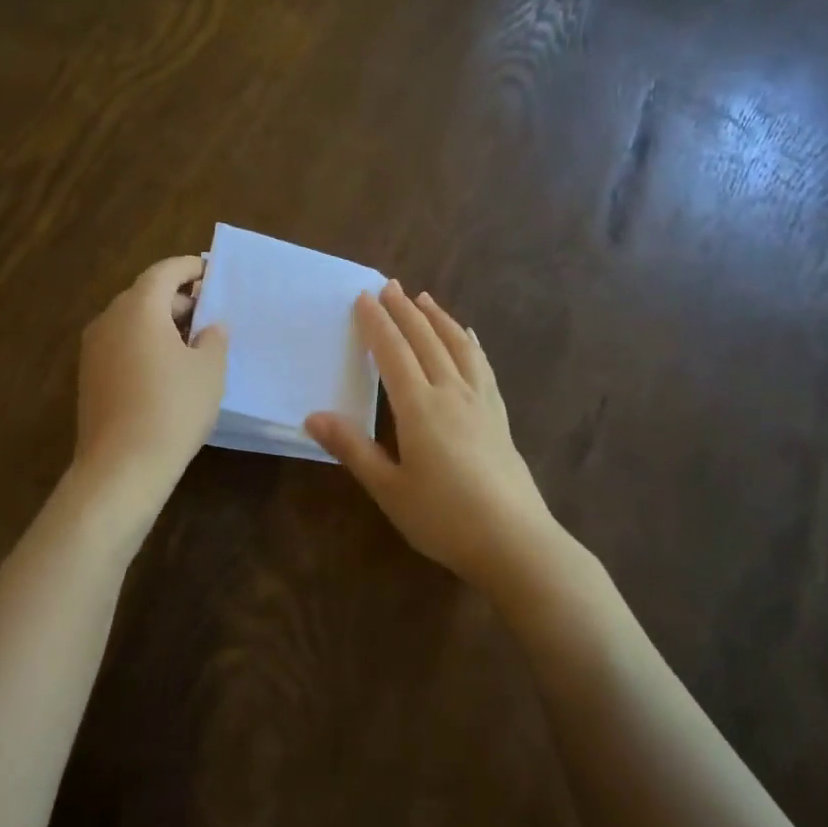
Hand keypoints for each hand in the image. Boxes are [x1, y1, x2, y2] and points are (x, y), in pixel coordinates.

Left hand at [74, 255, 227, 494]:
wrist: (122, 466)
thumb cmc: (173, 408)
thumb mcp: (209, 370)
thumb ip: (213, 339)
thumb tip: (209, 328)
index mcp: (138, 308)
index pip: (164, 272)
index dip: (189, 268)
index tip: (211, 273)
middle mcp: (109, 320)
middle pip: (145, 295)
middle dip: (178, 299)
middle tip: (209, 314)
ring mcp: (94, 350)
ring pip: (131, 322)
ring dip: (161, 324)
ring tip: (193, 343)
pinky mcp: (90, 377)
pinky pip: (121, 346)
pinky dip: (145, 345)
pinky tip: (168, 370)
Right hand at [305, 281, 559, 593]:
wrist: (514, 542)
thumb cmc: (443, 518)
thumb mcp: (388, 489)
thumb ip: (352, 448)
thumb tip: (312, 416)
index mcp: (419, 408)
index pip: (393, 353)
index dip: (376, 324)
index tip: (363, 297)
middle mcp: (451, 393)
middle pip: (426, 341)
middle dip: (404, 311)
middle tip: (389, 285)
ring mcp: (481, 402)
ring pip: (458, 347)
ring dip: (439, 319)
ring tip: (425, 299)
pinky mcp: (499, 416)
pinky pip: (483, 367)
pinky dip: (470, 344)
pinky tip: (469, 338)